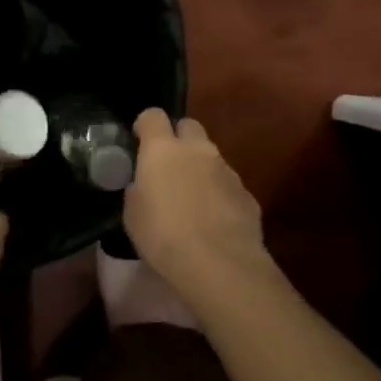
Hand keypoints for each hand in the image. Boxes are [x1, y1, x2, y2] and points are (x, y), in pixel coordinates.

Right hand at [122, 109, 267, 297]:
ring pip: (210, 156)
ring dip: (200, 168)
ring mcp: (226, 169)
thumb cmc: (164, 236)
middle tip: (168, 166)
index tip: (140, 142)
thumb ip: (137, 190)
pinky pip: (227, 184)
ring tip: (192, 200)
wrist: (219, 264)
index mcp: (163, 149)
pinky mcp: (247, 194)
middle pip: (189, 126)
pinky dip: (219, 194)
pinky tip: (213, 221)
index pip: (153, 116)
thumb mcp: (133, 214)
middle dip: (178, 139)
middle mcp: (198, 150)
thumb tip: (142, 185)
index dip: (145, 126)